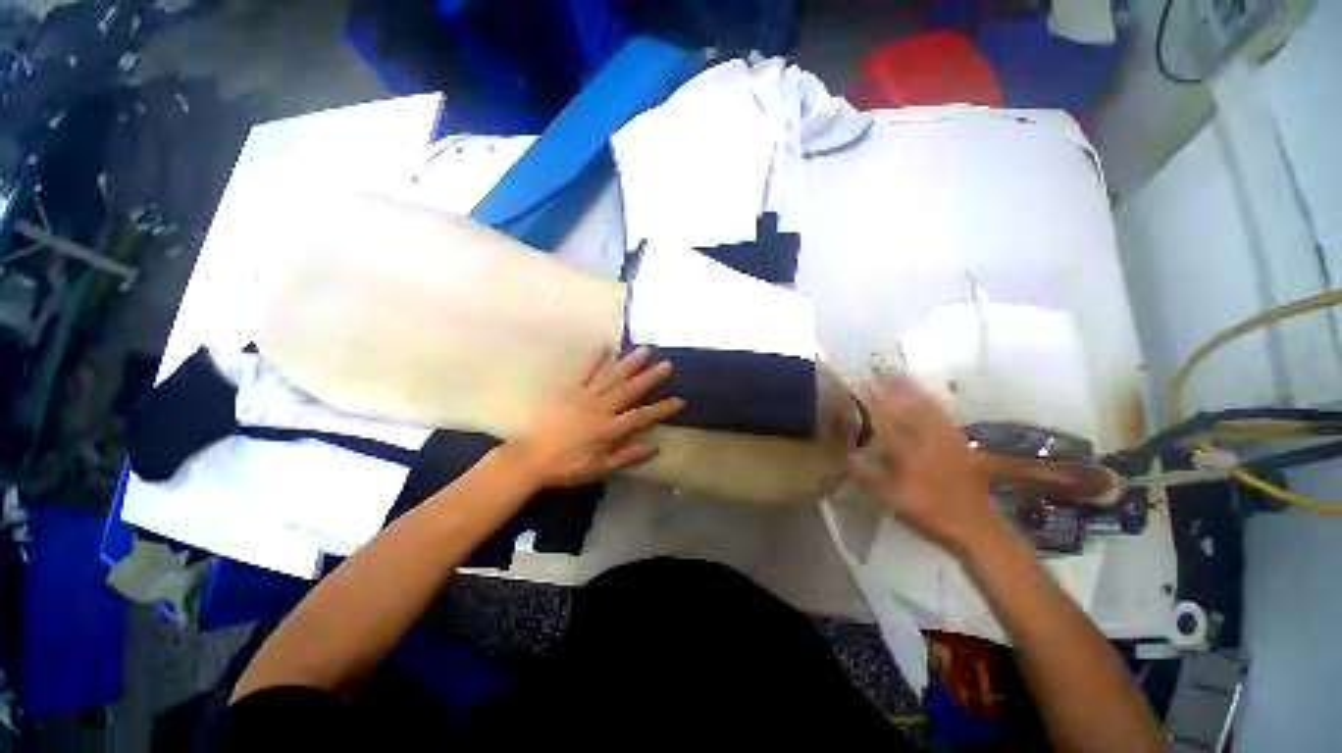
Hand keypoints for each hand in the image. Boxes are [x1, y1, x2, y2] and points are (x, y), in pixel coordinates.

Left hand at [504, 347, 684, 486]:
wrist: (530, 457)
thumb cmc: (567, 466)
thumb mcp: (599, 468)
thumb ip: (627, 456)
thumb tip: (654, 446)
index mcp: (608, 429)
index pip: (642, 416)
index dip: (662, 409)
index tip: (679, 400)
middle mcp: (600, 408)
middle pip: (630, 390)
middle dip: (650, 377)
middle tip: (666, 364)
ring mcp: (584, 395)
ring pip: (611, 376)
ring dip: (629, 363)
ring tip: (644, 350)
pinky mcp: (568, 389)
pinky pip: (584, 371)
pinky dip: (595, 358)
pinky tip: (606, 346)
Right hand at [847, 377, 1002, 555]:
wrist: (976, 528)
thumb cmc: (930, 513)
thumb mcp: (893, 500)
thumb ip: (869, 477)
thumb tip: (847, 457)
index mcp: (911, 452)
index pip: (889, 419)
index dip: (874, 401)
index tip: (862, 385)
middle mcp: (930, 441)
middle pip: (912, 407)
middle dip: (896, 388)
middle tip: (883, 373)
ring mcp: (949, 442)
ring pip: (931, 409)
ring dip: (916, 391)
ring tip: (903, 378)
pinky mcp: (962, 447)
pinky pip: (946, 418)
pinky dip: (935, 405)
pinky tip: (930, 400)